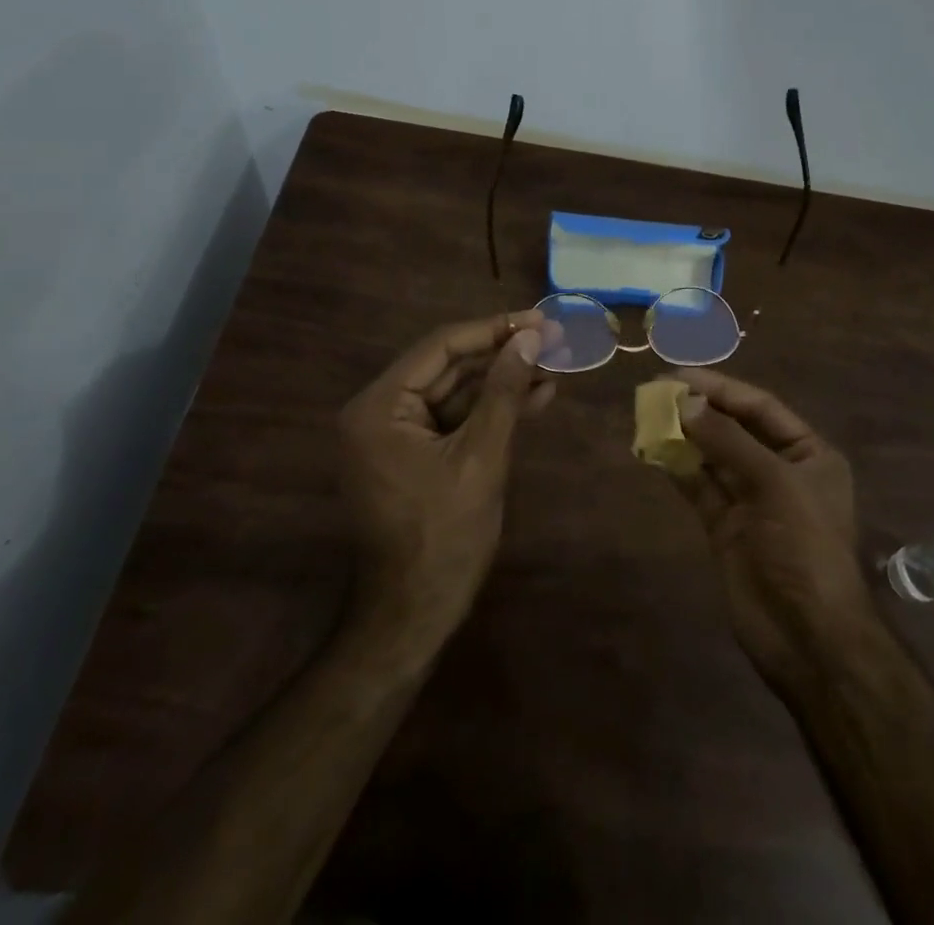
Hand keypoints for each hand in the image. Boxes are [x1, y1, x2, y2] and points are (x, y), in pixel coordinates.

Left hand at [338, 311, 554, 649]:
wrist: (415, 614)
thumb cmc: (444, 535)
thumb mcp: (481, 457)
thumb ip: (504, 392)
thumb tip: (530, 337)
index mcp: (379, 406)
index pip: (441, 347)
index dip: (493, 330)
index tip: (537, 320)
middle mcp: (379, 411)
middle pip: (449, 367)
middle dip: (502, 355)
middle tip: (552, 340)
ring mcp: (396, 434)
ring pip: (457, 392)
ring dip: (503, 382)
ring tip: (553, 366)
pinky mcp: (415, 454)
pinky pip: (455, 419)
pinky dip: (492, 411)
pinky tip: (535, 397)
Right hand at [666, 368, 879, 691]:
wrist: (808, 636)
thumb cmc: (804, 546)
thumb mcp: (774, 483)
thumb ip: (728, 441)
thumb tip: (686, 403)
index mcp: (808, 454)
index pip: (761, 408)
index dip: (722, 388)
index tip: (681, 375)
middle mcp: (780, 470)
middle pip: (735, 429)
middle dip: (700, 409)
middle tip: (658, 391)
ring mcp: (751, 500)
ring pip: (713, 456)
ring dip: (685, 436)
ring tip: (649, 414)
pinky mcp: (726, 526)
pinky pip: (700, 487)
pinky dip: (678, 468)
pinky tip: (654, 449)